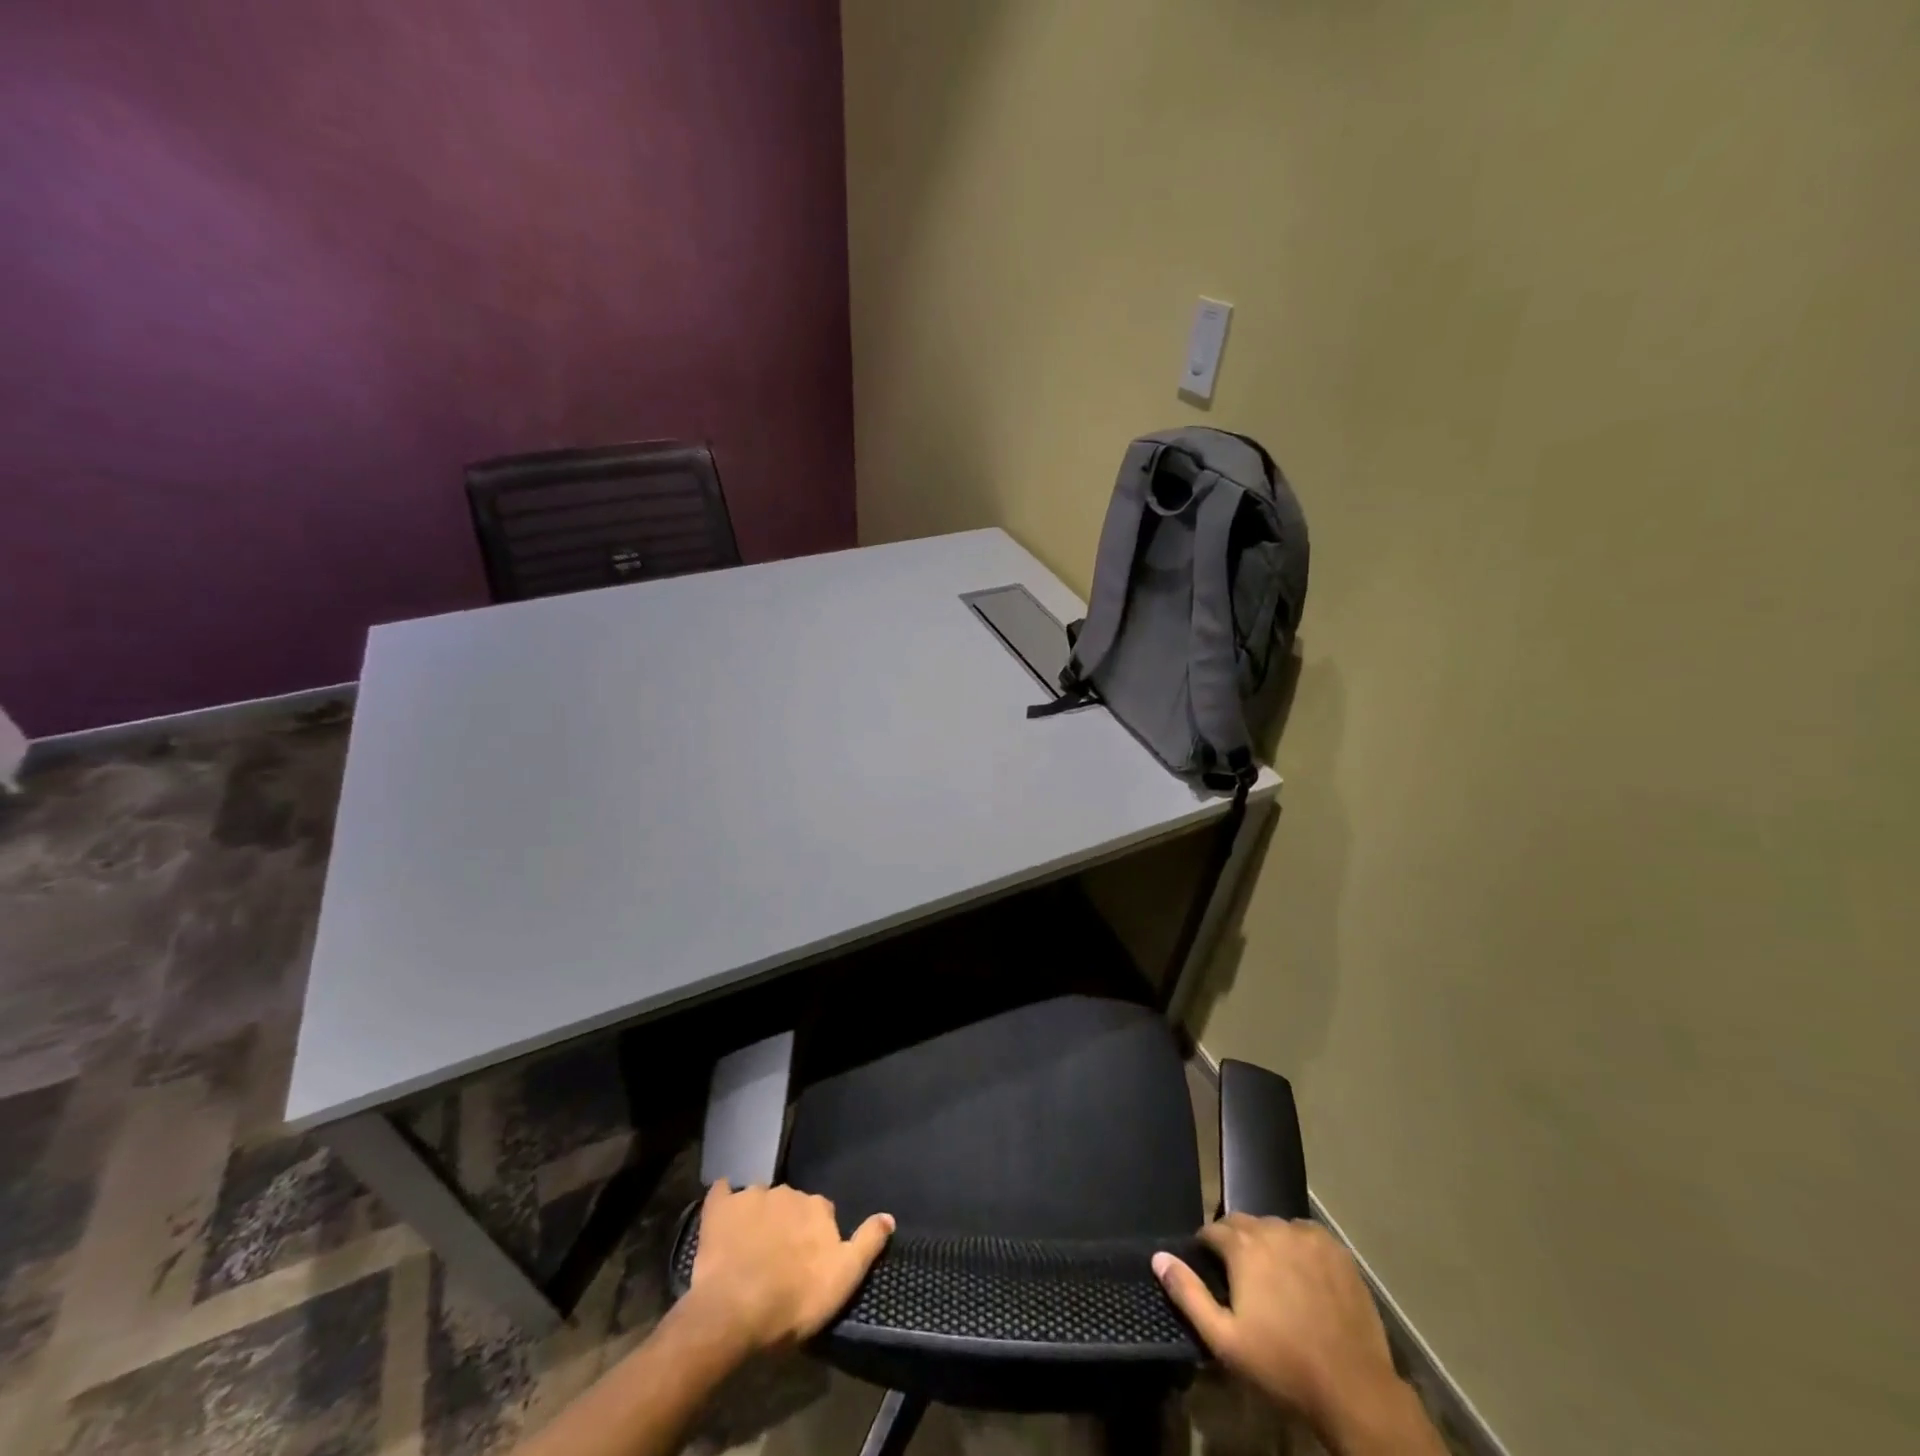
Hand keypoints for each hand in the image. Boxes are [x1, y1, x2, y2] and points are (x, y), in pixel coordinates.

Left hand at [683, 1180, 893, 1353]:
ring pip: (759, 1199)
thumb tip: (889, 1216)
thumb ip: (867, 1243)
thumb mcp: (844, 1279)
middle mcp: (788, 1192)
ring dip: (757, 1216)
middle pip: (790, 1204)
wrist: (734, 1311)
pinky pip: (722, 1194)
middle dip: (786, 1223)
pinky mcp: (719, 1207)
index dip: (815, 1236)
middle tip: (777, 1258)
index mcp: (818, 1207)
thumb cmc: (794, 1300)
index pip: (822, 1213)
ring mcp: (751, 1196)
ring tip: (748, 1248)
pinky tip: (721, 1214)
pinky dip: (724, 1200)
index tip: (808, 1261)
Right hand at [1154, 1216, 1424, 1450]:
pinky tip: (1303, 1276)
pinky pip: (1305, 1235)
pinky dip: (1298, 1247)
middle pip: (1243, 1224)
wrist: (1353, 1388)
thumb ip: (1188, 1294)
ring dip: (1267, 1244)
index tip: (1210, 1269)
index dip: (1207, 1248)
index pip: (1212, 1230)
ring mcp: (1307, 1236)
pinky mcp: (1335, 1249)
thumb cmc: (1282, 1365)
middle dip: (1236, 1244)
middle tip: (1241, 1279)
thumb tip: (1158, 1257)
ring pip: (1275, 1228)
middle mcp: (1273, 1229)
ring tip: (1273, 1278)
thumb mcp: (1225, 1340)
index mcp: (1243, 1246)